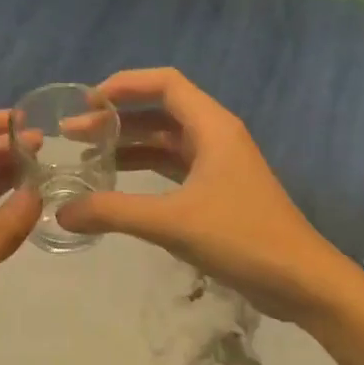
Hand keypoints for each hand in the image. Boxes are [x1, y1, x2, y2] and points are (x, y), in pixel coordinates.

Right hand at [55, 68, 355, 325]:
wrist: (301, 281)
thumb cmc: (241, 238)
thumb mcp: (172, 222)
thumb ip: (113, 212)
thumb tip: (62, 212)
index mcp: (212, 126)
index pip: (165, 83)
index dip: (125, 84)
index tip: (87, 103)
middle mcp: (215, 135)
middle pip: (159, 111)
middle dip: (116, 119)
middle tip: (72, 135)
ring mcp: (218, 164)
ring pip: (164, 141)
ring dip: (127, 145)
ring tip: (85, 156)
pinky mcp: (218, 191)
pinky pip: (173, 167)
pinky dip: (144, 169)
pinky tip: (117, 184)